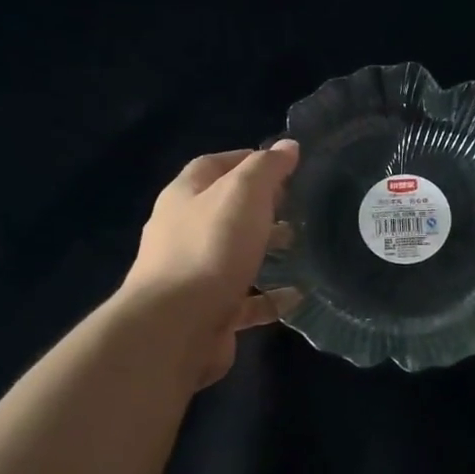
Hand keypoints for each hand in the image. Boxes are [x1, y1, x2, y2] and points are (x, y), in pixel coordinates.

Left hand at [122, 141, 299, 387]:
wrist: (175, 327)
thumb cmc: (210, 248)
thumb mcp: (243, 194)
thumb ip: (267, 168)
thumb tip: (288, 146)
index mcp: (184, 197)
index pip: (213, 166)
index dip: (246, 159)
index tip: (284, 164)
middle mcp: (182, 233)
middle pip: (223, 211)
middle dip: (259, 206)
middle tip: (296, 206)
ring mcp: (192, 276)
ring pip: (233, 255)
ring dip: (264, 249)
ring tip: (299, 246)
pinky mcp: (208, 313)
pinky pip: (245, 300)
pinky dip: (270, 296)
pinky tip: (296, 296)